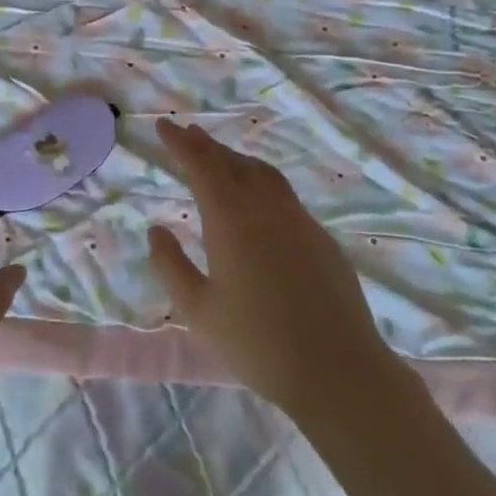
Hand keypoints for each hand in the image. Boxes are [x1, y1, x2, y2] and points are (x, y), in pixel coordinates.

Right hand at [147, 118, 403, 418]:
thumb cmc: (258, 344)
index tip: (163, 125)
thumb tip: (156, 230)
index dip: (180, 143)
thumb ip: (170, 266)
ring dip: (236, 159)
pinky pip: (284, 195)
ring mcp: (300, 221)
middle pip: (232, 163)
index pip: (201, 166)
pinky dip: (261, 181)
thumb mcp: (199, 311)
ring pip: (262, 174)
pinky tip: (258, 199)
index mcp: (231, 220)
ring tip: (220, 157)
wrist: (338, 370)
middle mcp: (266, 209)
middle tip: (186, 132)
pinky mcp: (321, 238)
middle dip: (206, 145)